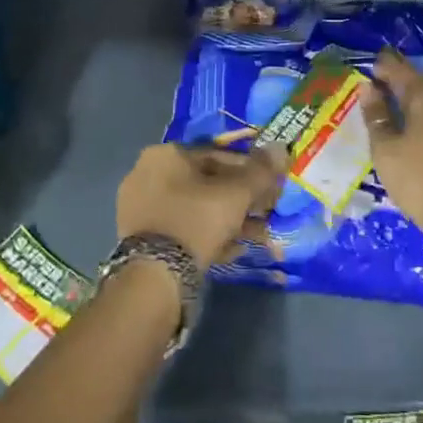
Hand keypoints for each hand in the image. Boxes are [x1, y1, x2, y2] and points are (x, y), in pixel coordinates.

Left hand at [115, 143, 283, 270]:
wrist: (155, 275)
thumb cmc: (197, 220)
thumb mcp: (237, 194)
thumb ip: (261, 170)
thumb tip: (281, 148)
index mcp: (166, 154)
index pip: (218, 154)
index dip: (251, 170)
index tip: (270, 187)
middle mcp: (147, 174)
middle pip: (207, 182)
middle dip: (241, 199)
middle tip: (265, 213)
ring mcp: (141, 207)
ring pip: (196, 207)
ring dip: (229, 220)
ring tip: (256, 237)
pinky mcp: (140, 238)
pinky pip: (182, 228)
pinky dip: (208, 235)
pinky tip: (232, 251)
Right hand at [361, 50, 422, 235]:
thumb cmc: (414, 177)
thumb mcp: (385, 147)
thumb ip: (377, 115)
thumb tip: (368, 88)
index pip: (403, 74)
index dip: (388, 66)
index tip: (374, 60)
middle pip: (420, 86)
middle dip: (400, 80)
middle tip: (381, 76)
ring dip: (412, 97)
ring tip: (394, 98)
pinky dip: (422, 115)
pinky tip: (414, 122)